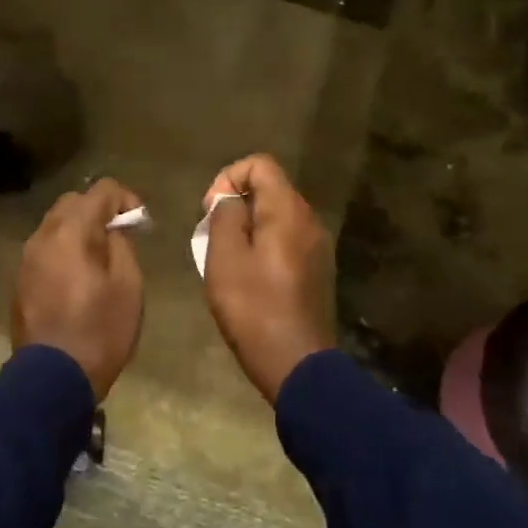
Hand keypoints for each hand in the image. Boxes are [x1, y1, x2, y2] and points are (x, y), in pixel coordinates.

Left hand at [11, 178, 145, 399]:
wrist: (52, 378)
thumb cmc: (99, 331)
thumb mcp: (128, 286)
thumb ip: (122, 245)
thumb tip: (114, 229)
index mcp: (71, 232)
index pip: (100, 190)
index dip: (125, 198)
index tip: (140, 221)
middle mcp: (43, 236)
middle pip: (72, 202)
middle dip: (98, 210)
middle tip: (121, 235)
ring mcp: (27, 258)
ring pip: (55, 225)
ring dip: (79, 230)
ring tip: (100, 257)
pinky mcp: (20, 280)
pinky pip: (45, 250)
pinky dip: (64, 250)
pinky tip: (78, 276)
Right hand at [201, 155, 336, 403]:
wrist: (295, 363)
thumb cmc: (253, 306)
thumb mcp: (225, 256)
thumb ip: (225, 215)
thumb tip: (228, 198)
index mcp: (288, 211)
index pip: (261, 164)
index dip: (229, 177)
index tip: (210, 210)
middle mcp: (309, 220)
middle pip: (270, 188)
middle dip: (236, 203)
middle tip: (212, 235)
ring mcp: (317, 246)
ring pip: (277, 216)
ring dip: (248, 226)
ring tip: (226, 257)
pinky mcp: (316, 269)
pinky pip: (286, 240)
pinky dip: (263, 244)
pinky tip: (248, 275)